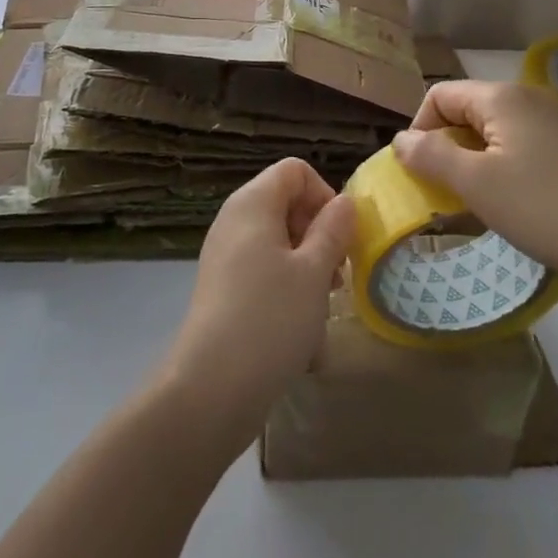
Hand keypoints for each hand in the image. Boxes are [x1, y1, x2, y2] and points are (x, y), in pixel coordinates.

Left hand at [157, 158, 354, 453]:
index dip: (324, 194)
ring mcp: (225, 255)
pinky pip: (263, 271)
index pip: (294, 170)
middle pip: (286, 204)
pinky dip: (286, 288)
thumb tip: (345, 202)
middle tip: (337, 274)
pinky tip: (300, 329)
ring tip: (323, 304)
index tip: (341, 236)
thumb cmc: (271, 318)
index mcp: (253, 203)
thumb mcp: (314, 271)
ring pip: (278, 242)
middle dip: (319, 233)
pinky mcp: (223, 288)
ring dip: (307, 265)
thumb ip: (334, 230)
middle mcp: (234, 220)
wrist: (212, 386)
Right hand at [392, 80, 557, 285]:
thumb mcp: (475, 183)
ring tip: (473, 204)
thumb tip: (400, 139)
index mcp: (501, 97)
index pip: (439, 95)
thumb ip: (430, 156)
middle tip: (442, 193)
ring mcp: (554, 124)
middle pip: (466, 112)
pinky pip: (520, 149)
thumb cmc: (544, 206)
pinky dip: (502, 170)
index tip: (419, 172)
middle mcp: (528, 99)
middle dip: (445, 148)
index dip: (420, 129)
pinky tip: (509, 206)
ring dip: (472, 164)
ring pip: (493, 134)